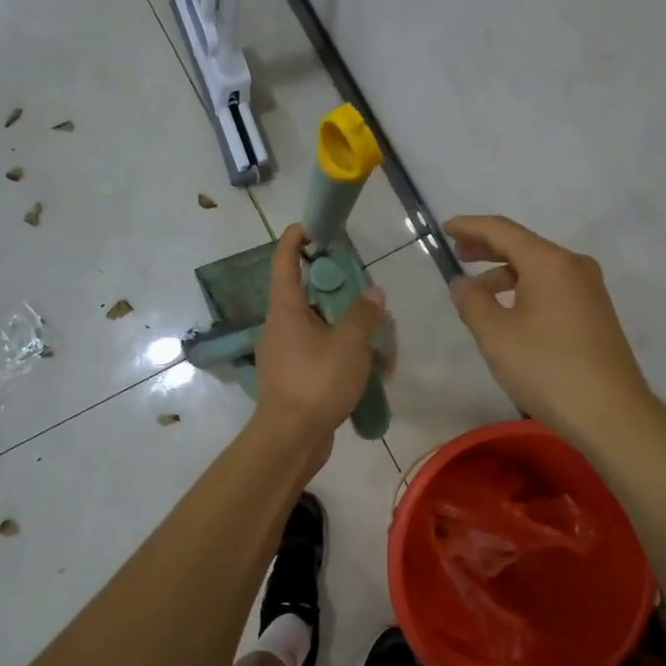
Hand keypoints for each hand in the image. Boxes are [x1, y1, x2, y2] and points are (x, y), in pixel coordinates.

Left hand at [253, 224, 385, 451]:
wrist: (291, 439)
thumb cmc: (316, 382)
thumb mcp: (349, 344)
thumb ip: (364, 314)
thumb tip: (373, 293)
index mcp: (285, 310)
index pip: (284, 261)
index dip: (296, 239)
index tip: (314, 226)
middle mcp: (281, 327)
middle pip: (310, 296)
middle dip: (342, 294)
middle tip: (369, 297)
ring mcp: (286, 354)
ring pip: (322, 329)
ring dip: (351, 332)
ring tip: (383, 347)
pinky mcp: (296, 378)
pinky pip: (323, 355)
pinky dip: (346, 357)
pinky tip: (373, 373)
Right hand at [446, 215, 653, 441]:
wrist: (610, 413)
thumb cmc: (547, 368)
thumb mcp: (496, 335)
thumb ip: (472, 301)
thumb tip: (462, 282)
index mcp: (549, 262)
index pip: (502, 230)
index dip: (470, 226)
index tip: (443, 228)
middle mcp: (574, 265)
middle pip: (523, 245)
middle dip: (487, 247)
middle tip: (456, 253)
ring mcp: (589, 289)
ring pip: (538, 269)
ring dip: (505, 274)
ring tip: (476, 293)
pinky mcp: (595, 312)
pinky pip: (552, 287)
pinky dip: (525, 290)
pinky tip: (509, 312)